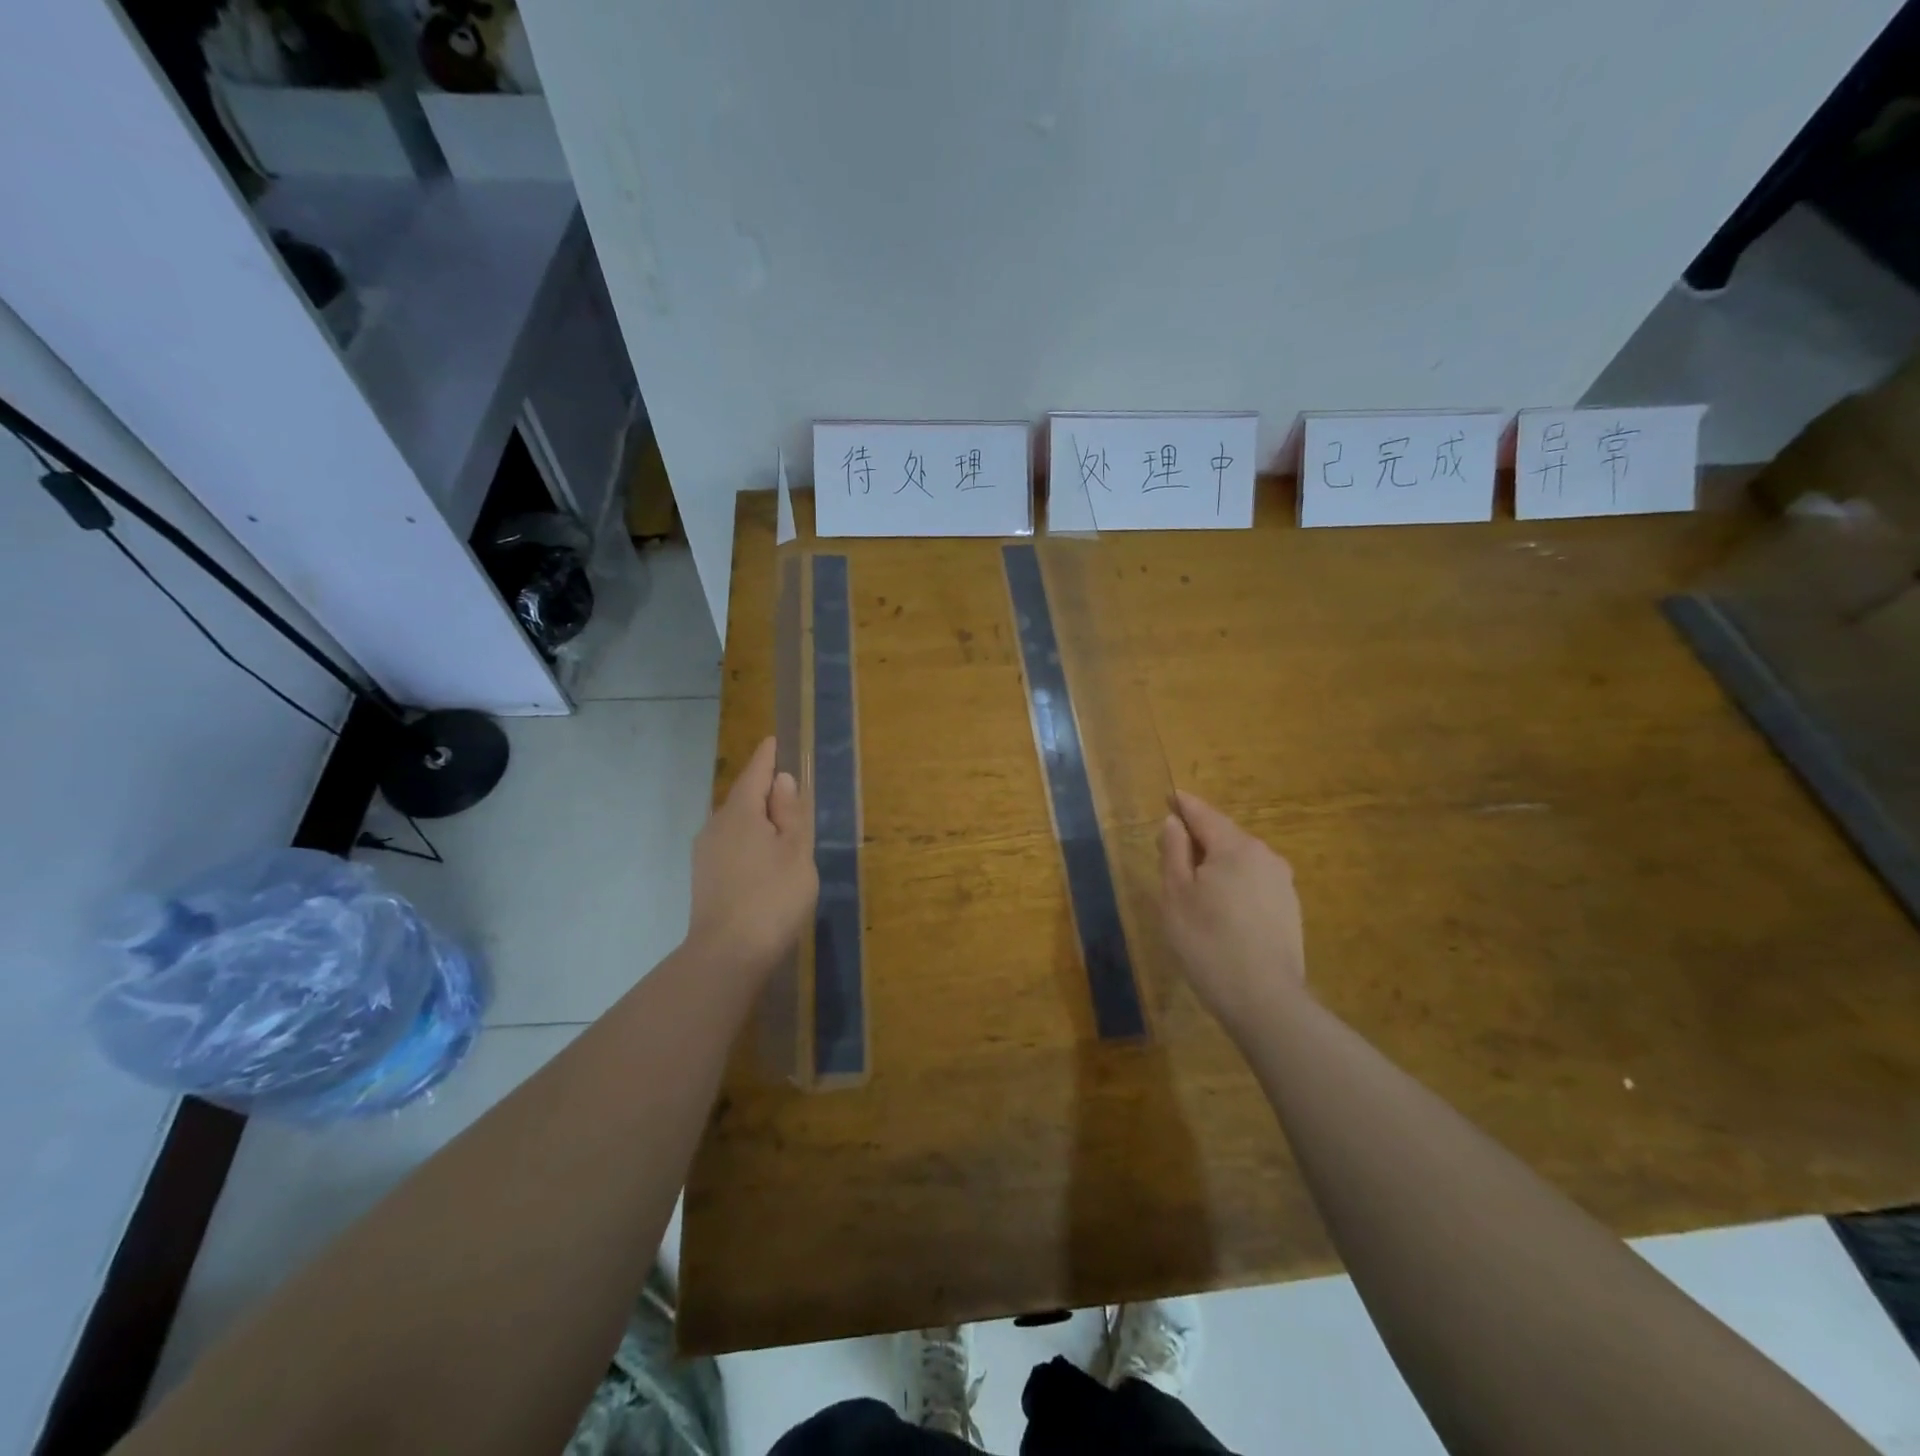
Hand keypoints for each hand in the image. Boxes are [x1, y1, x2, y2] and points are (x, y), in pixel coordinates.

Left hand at [687, 737, 816, 978]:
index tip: (775, 741)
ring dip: (757, 819)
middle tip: (791, 793)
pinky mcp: (704, 877)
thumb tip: (782, 780)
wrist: (727, 955)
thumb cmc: (773, 897)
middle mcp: (716, 825)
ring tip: (782, 829)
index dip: (767, 757)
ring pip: (736, 823)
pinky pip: (730, 844)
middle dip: (765, 791)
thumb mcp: (796, 851)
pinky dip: (749, 840)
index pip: (755, 772)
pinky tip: (763, 859)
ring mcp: (706, 852)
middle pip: (743, 797)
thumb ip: (791, 813)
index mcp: (741, 812)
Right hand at [1159, 790, 1306, 1032]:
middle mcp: (1265, 856)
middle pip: (1225, 836)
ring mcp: (1282, 884)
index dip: (1183, 805)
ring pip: (1241, 860)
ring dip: (1216, 863)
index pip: (1204, 814)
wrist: (1264, 1000)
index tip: (1169, 796)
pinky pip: (1254, 882)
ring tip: (1193, 883)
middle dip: (1198, 837)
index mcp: (1236, 847)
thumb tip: (1174, 822)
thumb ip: (1173, 851)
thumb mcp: (1176, 894)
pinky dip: (1233, 883)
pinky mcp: (1289, 910)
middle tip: (1170, 849)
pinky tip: (1221, 907)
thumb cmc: (1208, 942)